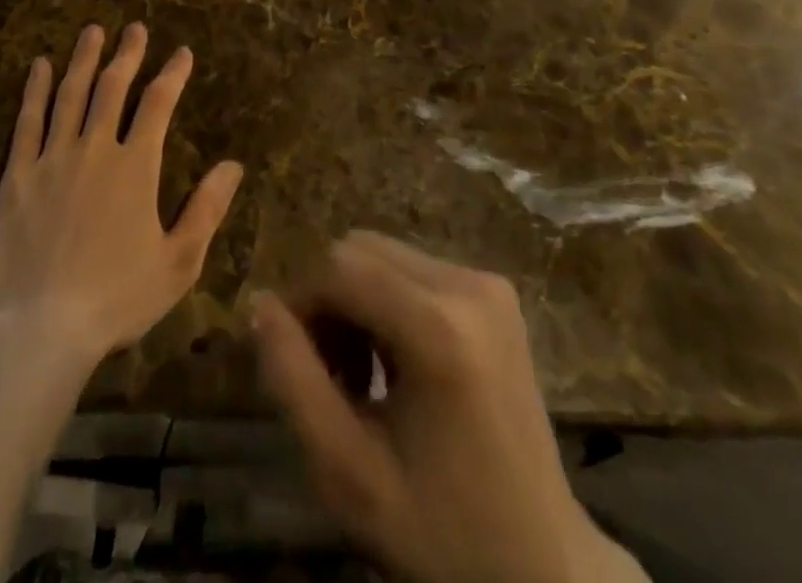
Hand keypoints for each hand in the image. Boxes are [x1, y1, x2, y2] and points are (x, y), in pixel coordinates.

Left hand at [0, 23, 244, 365]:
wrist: (43, 329)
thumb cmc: (117, 298)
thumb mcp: (178, 262)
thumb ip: (206, 209)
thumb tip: (233, 165)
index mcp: (136, 166)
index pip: (158, 105)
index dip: (172, 74)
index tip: (182, 52)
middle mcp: (95, 148)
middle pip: (113, 87)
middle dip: (128, 53)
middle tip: (135, 28)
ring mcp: (53, 158)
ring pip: (70, 94)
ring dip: (84, 59)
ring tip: (92, 32)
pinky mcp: (17, 175)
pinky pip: (27, 122)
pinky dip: (34, 90)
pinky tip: (39, 66)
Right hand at [252, 233, 645, 582]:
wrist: (543, 563)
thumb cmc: (441, 530)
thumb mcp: (349, 473)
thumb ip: (294, 380)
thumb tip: (258, 302)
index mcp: (440, 329)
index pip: (338, 267)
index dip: (302, 303)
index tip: (295, 361)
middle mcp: (469, 285)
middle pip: (360, 250)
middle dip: (329, 301)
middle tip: (331, 375)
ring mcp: (488, 283)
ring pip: (383, 254)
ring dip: (356, 300)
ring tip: (362, 375)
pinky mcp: (495, 290)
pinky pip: (413, 267)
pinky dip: (387, 300)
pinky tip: (396, 360)